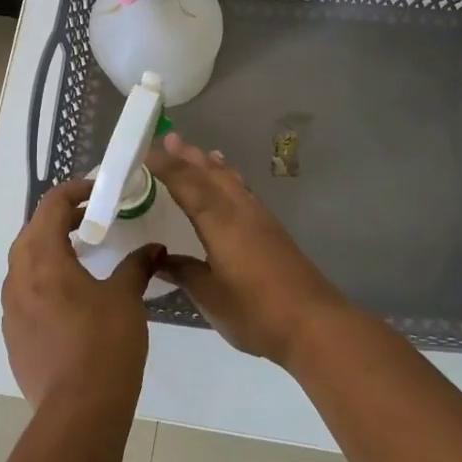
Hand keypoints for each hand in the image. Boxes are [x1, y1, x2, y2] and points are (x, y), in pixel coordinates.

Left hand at [2, 178, 159, 414]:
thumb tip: (154, 248)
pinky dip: (43, 281)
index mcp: (43, 260)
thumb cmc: (104, 344)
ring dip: (48, 250)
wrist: (78, 412)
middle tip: (91, 219)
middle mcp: (18, 279)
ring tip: (80, 254)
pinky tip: (69, 297)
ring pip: (24, 264)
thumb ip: (137, 266)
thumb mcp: (126, 298)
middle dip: (60, 219)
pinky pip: (24, 294)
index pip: (50, 207)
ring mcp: (11, 310)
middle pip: (32, 232)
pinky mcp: (13, 337)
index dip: (74, 192)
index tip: (99, 192)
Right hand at [146, 132, 349, 364]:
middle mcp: (241, 211)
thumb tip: (160, 259)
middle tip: (170, 137)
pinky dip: (231, 181)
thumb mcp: (210, 295)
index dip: (167, 166)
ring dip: (212, 166)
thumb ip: (184, 272)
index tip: (147, 148)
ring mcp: (261, 220)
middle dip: (189, 157)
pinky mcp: (275, 233)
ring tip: (199, 152)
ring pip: (232, 182)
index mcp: (220, 222)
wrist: (313, 324)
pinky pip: (245, 193)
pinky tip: (232, 188)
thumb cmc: (255, 311)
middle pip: (212, 175)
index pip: (188, 185)